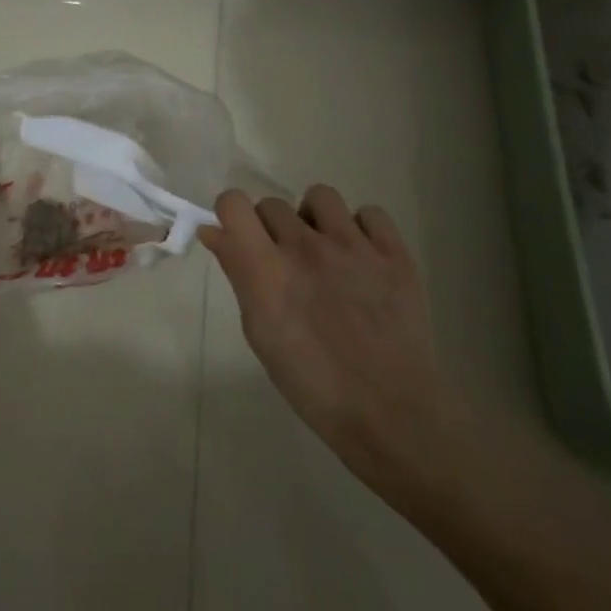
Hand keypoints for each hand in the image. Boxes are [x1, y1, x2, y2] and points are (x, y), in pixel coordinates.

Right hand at [202, 186, 457, 507]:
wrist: (391, 413)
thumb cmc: (312, 383)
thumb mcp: (260, 333)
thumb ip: (238, 274)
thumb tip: (215, 232)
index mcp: (267, 268)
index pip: (234, 203)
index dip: (232, 214)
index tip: (239, 236)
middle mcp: (306, 246)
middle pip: (272, 203)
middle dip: (271, 228)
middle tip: (285, 262)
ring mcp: (353, 246)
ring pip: (319, 196)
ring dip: (314, 220)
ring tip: (325, 252)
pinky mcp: (394, 253)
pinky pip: (369, 213)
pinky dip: (362, 230)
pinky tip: (362, 259)